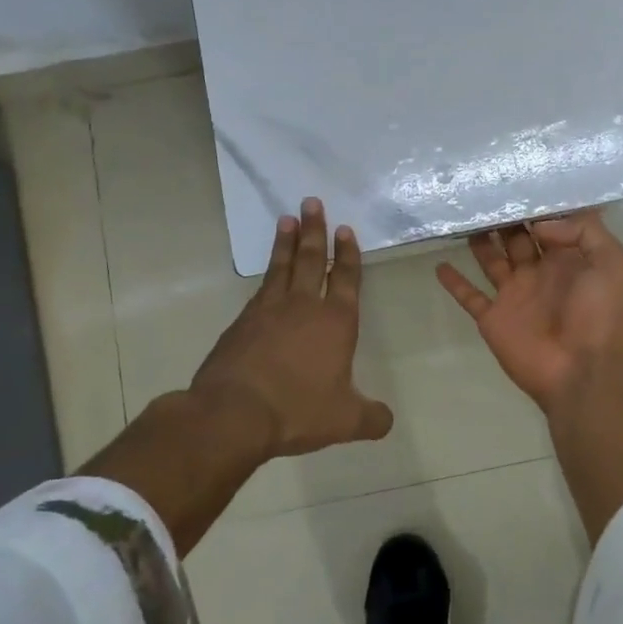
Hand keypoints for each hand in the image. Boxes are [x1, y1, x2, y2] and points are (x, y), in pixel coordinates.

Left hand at [192, 198, 393, 457]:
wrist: (234, 413)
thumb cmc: (298, 410)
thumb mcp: (345, 420)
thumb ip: (371, 418)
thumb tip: (387, 421)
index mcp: (336, 322)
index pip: (345, 278)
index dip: (347, 254)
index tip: (345, 229)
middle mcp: (304, 306)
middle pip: (311, 259)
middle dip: (315, 230)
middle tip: (313, 202)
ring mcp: (269, 310)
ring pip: (282, 266)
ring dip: (287, 241)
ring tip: (287, 217)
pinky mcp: (242, 321)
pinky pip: (261, 287)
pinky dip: (267, 270)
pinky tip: (268, 270)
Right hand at [436, 211, 622, 410]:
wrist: (581, 371)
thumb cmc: (599, 315)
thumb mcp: (611, 262)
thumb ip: (583, 232)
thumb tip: (539, 224)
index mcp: (568, 259)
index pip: (549, 224)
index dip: (535, 205)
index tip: (515, 181)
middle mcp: (539, 272)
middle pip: (516, 237)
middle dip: (503, 217)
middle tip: (482, 192)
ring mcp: (514, 295)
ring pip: (492, 259)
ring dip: (479, 240)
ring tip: (461, 216)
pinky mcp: (493, 317)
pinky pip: (469, 296)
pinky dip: (454, 282)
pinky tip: (439, 264)